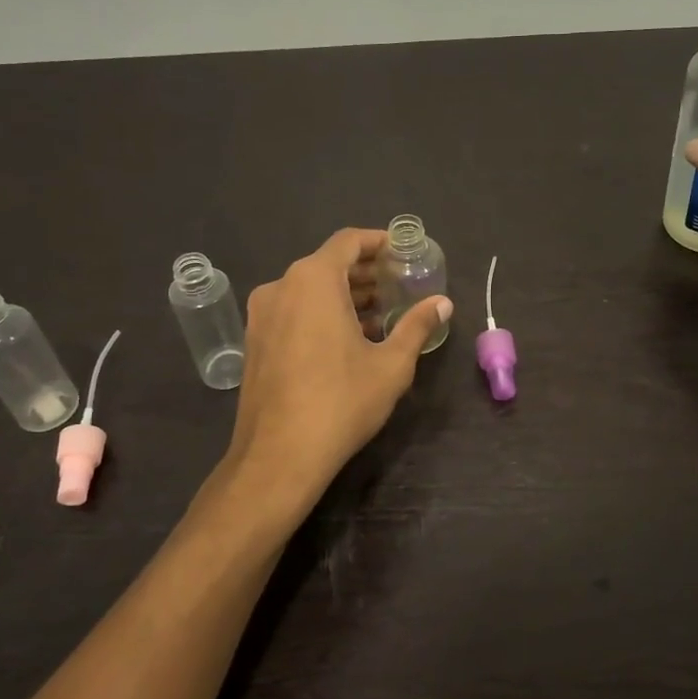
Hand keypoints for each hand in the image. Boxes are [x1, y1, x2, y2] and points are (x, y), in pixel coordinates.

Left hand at [226, 228, 451, 504]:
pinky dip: (320, 313)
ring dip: (343, 295)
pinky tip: (347, 338)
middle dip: (365, 272)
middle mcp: (281, 287)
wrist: (278, 456)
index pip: (348, 242)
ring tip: (379, 314)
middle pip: (327, 264)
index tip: (403, 251)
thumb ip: (417, 326)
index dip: (378, 242)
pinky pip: (293, 311)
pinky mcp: (254, 342)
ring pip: (308, 290)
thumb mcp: (391, 364)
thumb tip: (443, 303)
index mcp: (313, 280)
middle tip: (398, 285)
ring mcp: (261, 315)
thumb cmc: (341, 401)